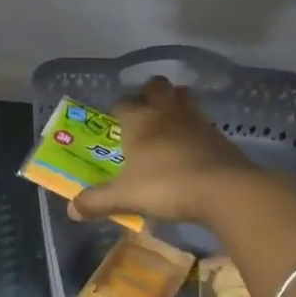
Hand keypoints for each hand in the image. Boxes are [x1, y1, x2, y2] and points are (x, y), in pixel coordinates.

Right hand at [70, 76, 264, 225]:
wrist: (224, 189)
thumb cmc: (165, 186)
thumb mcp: (124, 197)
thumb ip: (96, 201)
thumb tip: (71, 209)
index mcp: (139, 120)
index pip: (122, 102)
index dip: (116, 111)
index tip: (113, 124)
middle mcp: (166, 112)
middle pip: (156, 86)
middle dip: (148, 95)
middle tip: (142, 116)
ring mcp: (196, 120)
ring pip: (183, 98)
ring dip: (174, 105)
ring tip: (167, 127)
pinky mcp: (218, 135)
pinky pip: (201, 122)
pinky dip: (194, 129)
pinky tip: (190, 149)